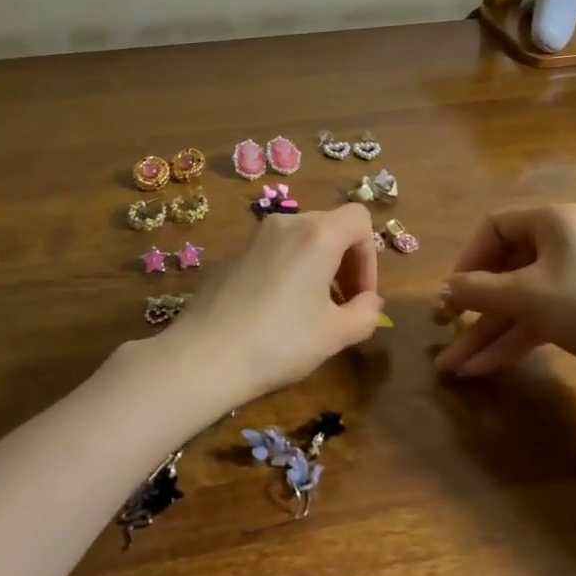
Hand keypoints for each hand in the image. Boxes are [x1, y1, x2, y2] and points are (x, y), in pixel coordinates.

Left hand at [165, 203, 384, 406]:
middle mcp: (287, 223)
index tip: (361, 296)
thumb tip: (370, 303)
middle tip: (343, 305)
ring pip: (302, 238)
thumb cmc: (280, 342)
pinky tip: (277, 311)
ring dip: (318, 266)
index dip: (370, 256)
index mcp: (318, 234)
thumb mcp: (335, 335)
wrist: (204, 356)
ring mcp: (256, 236)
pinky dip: (290, 269)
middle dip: (346, 262)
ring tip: (312, 310)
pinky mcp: (234, 253)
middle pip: (331, 226)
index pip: (359, 219)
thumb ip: (365, 314)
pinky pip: (275, 250)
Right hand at [433, 203, 575, 393]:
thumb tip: (442, 290)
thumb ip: (478, 291)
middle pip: (505, 269)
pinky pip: (538, 317)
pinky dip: (514, 339)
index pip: (495, 228)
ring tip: (454, 366)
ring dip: (488, 331)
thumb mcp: (526, 297)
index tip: (450, 293)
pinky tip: (484, 367)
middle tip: (444, 329)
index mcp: (553, 220)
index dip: (467, 260)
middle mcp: (563, 242)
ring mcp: (575, 278)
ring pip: (519, 300)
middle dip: (473, 307)